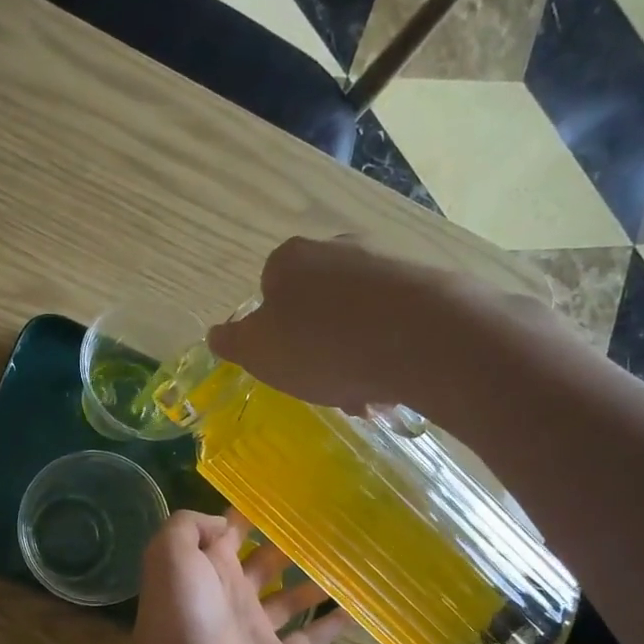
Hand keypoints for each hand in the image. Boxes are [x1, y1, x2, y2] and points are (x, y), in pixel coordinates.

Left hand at [130, 509, 349, 643]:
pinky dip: (332, 625)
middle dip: (291, 543)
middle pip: (267, 561)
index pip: (232, 531)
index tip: (286, 492)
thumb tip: (225, 521)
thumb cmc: (180, 614)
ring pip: (291, 598)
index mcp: (208, 567)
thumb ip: (191, 526)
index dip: (252, 512)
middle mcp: (232, 593)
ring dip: (316, 581)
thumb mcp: (170, 553)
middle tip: (331, 521)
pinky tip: (358, 606)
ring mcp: (255, 628)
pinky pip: (310, 638)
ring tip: (350, 558)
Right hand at [207, 235, 528, 413]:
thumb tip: (217, 334)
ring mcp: (385, 262)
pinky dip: (388, 350)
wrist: (420, 338)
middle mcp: (337, 249)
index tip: (287, 367)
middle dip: (318, 346)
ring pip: (357, 317)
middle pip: (316, 304)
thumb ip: (233, 342)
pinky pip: (394, 322)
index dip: (274, 335)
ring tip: (364, 394)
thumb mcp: (257, 352)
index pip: (269, 291)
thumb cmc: (321, 345)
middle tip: (326, 385)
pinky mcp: (426, 283)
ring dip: (354, 354)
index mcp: (289, 259)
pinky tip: (393, 380)